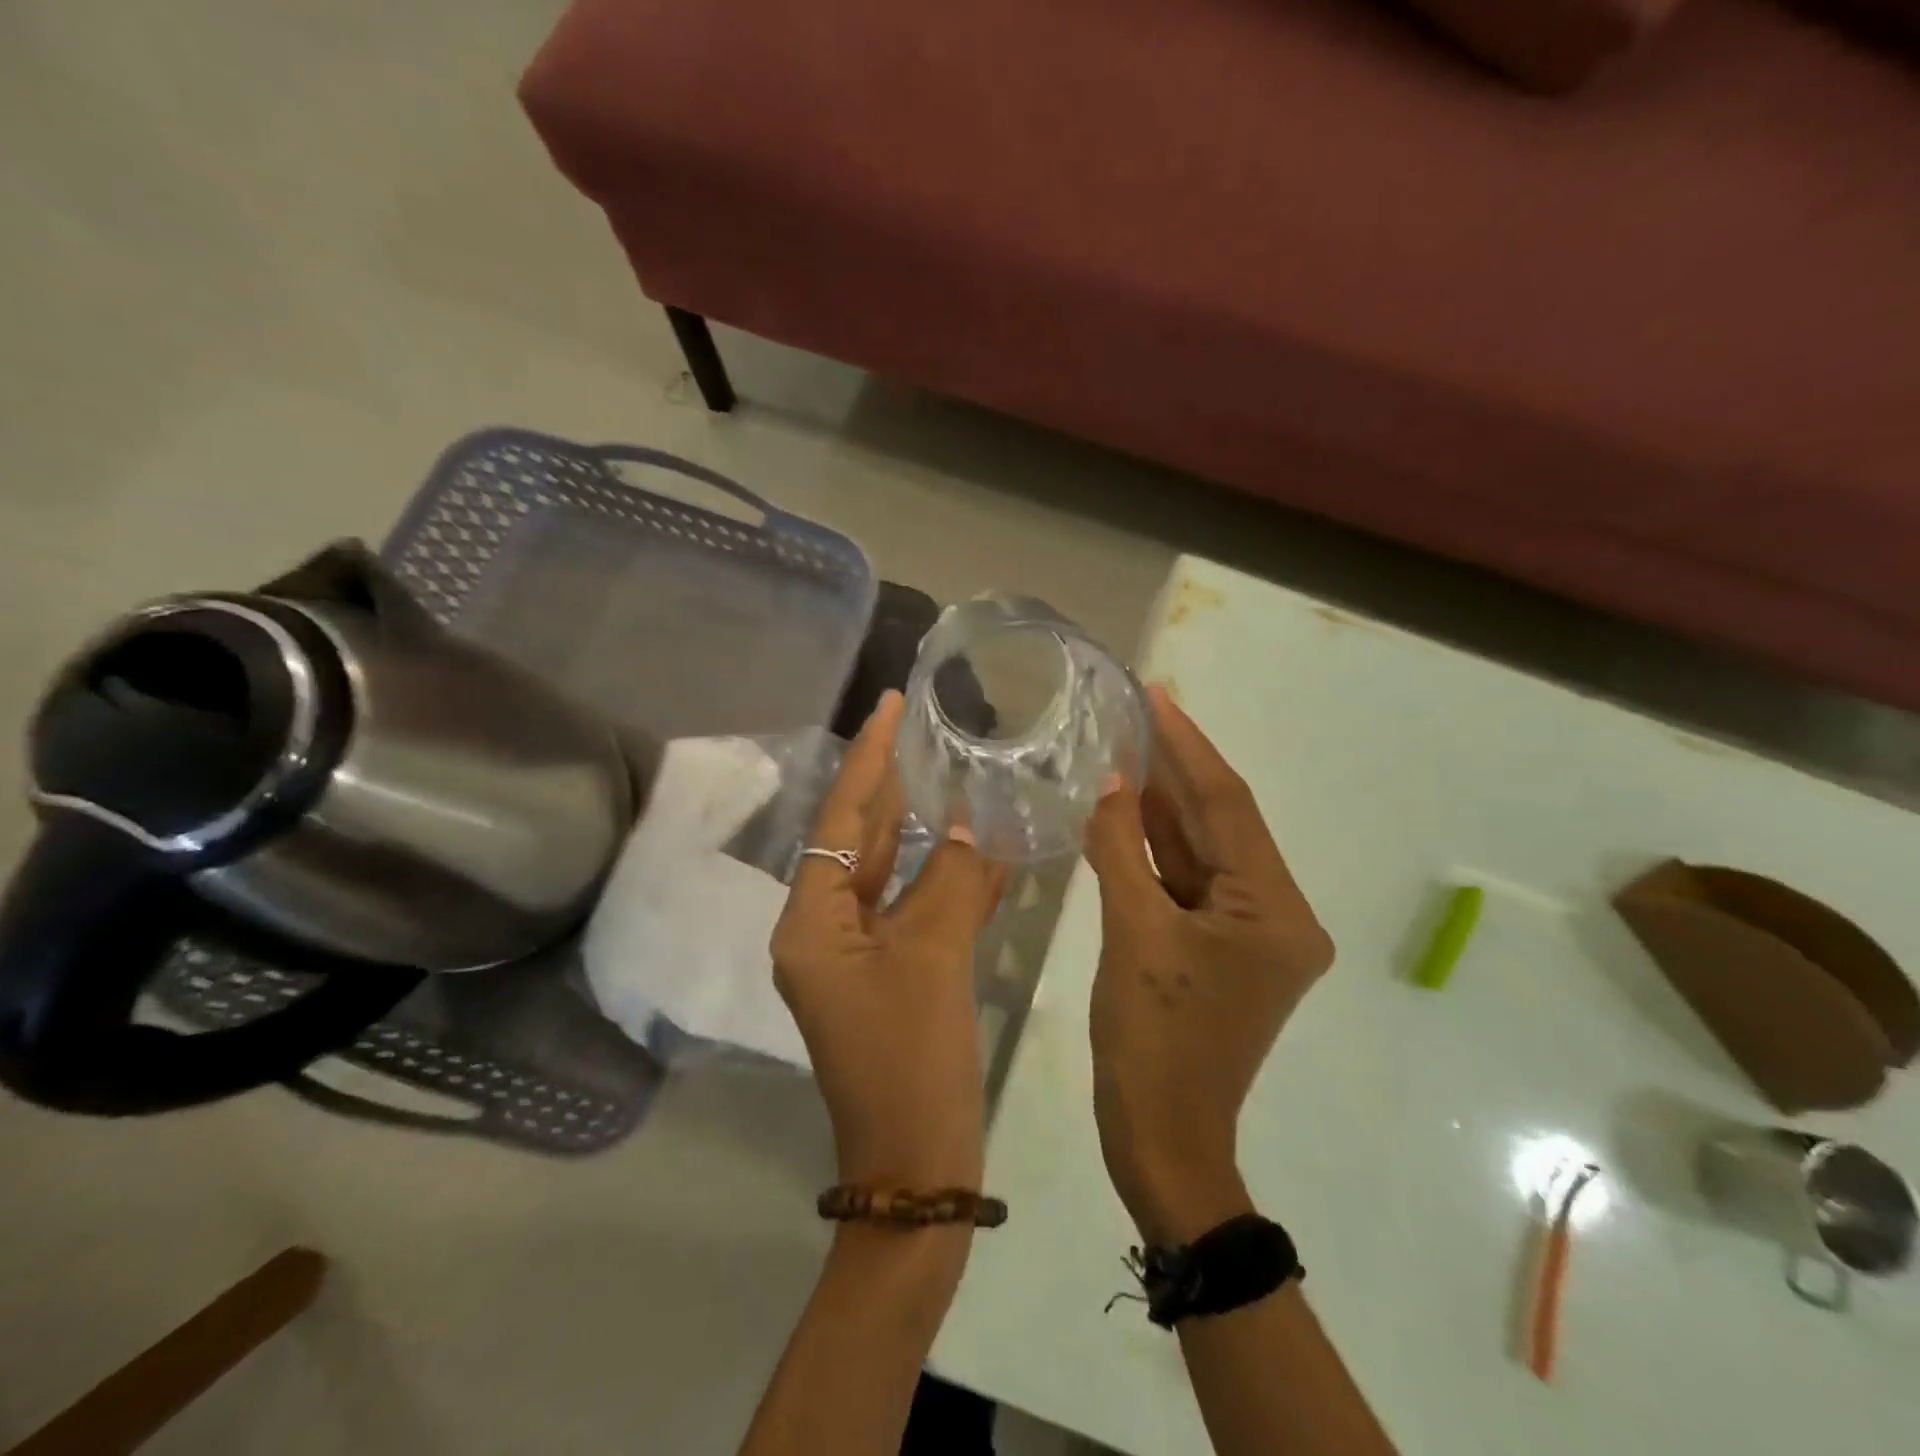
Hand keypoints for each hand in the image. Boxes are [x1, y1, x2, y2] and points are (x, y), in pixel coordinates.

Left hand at [772, 691, 1005, 1190]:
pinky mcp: (891, 976)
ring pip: (891, 875)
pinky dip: (944, 881)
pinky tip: (979, 848)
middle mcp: (824, 932)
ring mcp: (858, 956)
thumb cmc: (911, 1060)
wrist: (918, 1168)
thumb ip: (954, 881)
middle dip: (891, 788)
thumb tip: (971, 827)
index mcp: (811, 924)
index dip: (868, 762)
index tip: (889, 707)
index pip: (839, 822)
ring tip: (952, 774)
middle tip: (922, 731)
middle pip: (859, 843)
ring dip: (923, 832)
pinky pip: (915, 911)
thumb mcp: (933, 959)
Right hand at [1082, 685, 1334, 1243]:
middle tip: (1136, 712)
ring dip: (1164, 804)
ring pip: (1202, 850)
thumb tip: (1110, 782)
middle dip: (1177, 768)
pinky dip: (1156, 847)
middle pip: (1220, 824)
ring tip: (1126, 746)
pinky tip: (1126, 808)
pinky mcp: (1222, 946)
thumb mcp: (1132, 935)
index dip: (1188, 747)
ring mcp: (1250, 933)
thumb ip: (1121, 849)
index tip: (1157, 695)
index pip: (1228, 807)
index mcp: (1275, 911)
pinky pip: (1188, 881)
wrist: (1162, 1141)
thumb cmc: (1153, 1042)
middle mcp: (1278, 914)